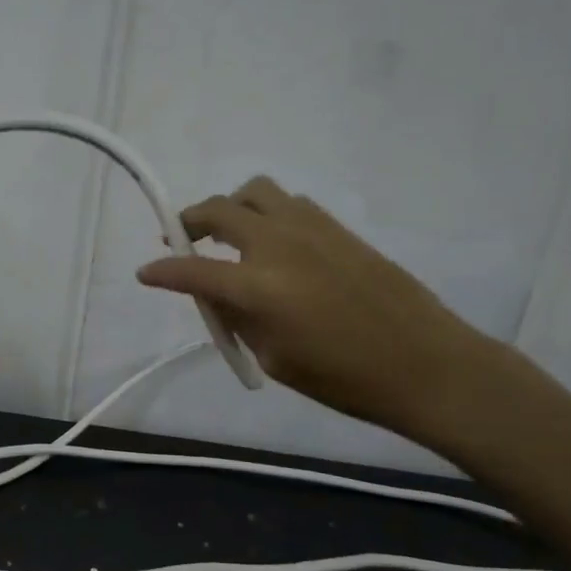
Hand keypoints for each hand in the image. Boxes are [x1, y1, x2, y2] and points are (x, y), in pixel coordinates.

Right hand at [136, 177, 494, 441]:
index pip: (193, 269)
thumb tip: (215, 292)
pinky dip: (267, 213)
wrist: (424, 363)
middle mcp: (279, 244)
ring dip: (231, 207)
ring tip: (227, 233)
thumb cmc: (343, 378)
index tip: (145, 274)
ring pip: (256, 192)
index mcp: (259, 286)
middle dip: (189, 221)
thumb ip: (237, 317)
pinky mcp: (338, 227)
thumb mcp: (273, 357)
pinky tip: (271, 242)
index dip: (163, 272)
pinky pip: (289, 204)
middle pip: (219, 209)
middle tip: (180, 239)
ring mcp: (312, 228)